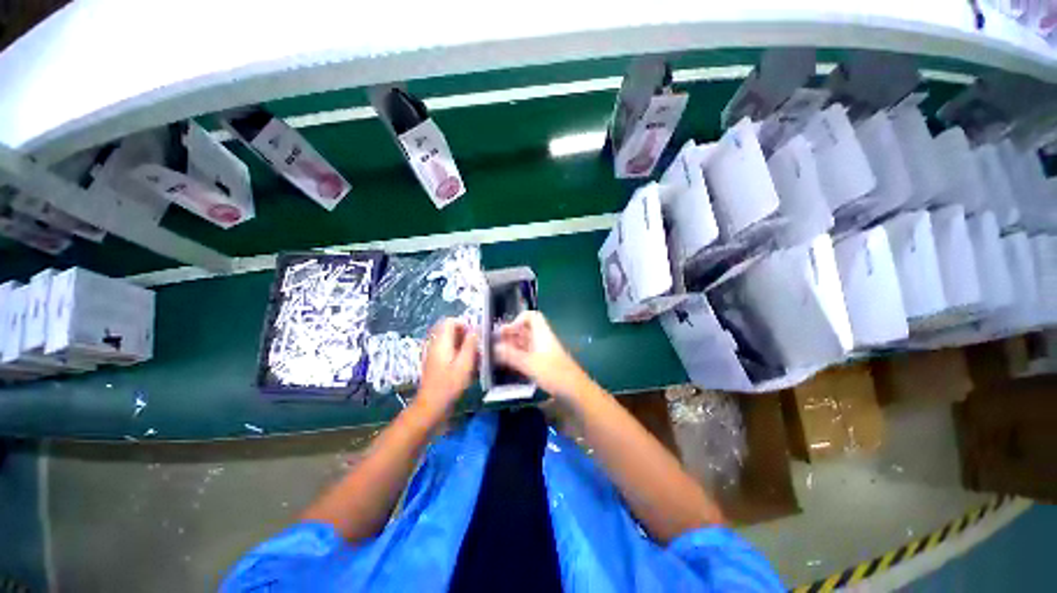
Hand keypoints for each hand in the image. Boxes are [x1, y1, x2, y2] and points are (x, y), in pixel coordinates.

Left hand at [416, 318, 478, 420]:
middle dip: (464, 334)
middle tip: (474, 345)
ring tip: (472, 355)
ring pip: (448, 339)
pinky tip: (464, 364)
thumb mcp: (465, 363)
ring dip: (461, 343)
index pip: (450, 321)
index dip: (464, 324)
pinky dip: (456, 352)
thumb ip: (470, 344)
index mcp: (441, 341)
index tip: (474, 335)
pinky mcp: (434, 362)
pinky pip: (446, 349)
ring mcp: (433, 353)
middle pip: (448, 329)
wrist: (431, 405)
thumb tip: (475, 330)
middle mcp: (435, 344)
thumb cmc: (449, 384)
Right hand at [495, 311, 589, 400]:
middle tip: (494, 344)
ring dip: (512, 347)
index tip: (506, 332)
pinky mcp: (543, 364)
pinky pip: (527, 355)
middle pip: (525, 330)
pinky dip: (517, 357)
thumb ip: (511, 355)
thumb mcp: (529, 363)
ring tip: (496, 356)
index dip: (517, 319)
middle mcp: (542, 339)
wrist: (575, 391)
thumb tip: (493, 348)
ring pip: (525, 343)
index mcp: (542, 333)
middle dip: (510, 335)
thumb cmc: (553, 373)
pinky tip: (507, 366)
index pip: (531, 316)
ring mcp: (543, 352)